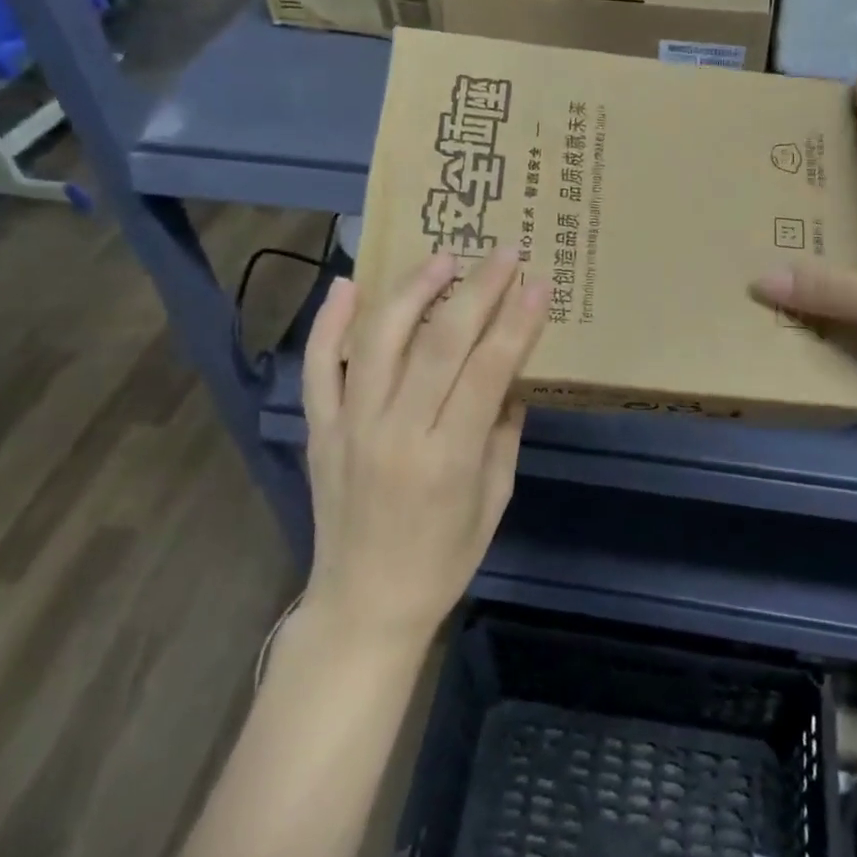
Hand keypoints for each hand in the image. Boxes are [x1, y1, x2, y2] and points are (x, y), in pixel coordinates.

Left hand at [301, 248, 547, 644]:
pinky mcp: (320, 428)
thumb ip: (504, 433)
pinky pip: (318, 366)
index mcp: (447, 456)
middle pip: (438, 342)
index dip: (516, 321)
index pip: (487, 369)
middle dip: (477, 290)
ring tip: (442, 259)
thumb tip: (511, 376)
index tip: (538, 283)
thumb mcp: (493, 501)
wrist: (363, 604)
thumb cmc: (442, 559)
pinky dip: (330, 323)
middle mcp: (395, 431)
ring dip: (412, 290)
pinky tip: (349, 284)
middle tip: (503, 252)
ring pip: (378, 339)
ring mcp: (350, 425)